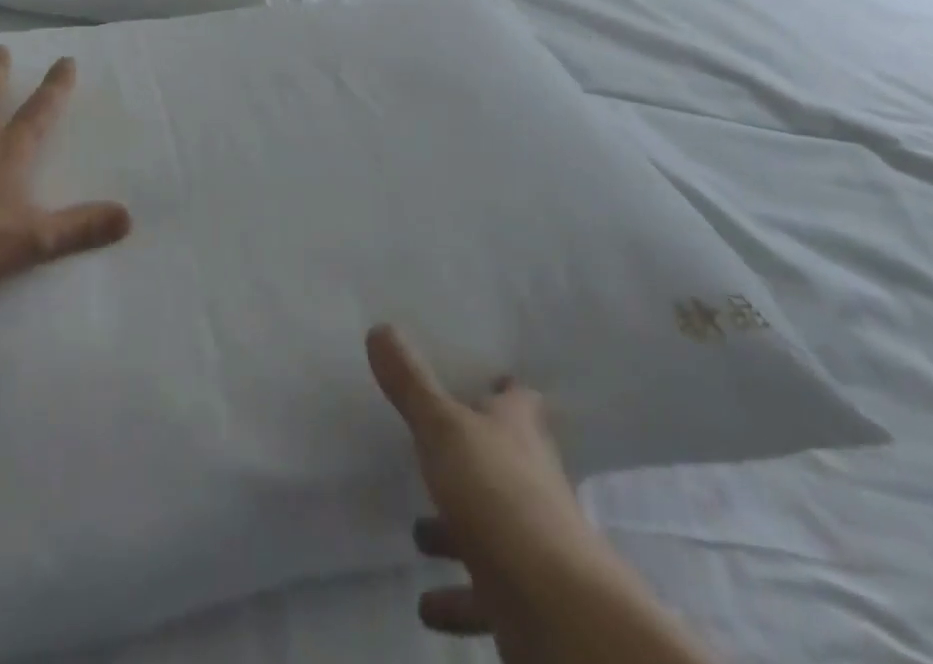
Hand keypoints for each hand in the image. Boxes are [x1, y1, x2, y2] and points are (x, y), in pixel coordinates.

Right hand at [367, 325, 601, 658]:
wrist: (552, 604)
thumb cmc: (496, 493)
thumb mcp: (441, 425)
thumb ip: (409, 382)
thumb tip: (380, 327)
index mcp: (518, 431)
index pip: (518, 399)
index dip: (504, 389)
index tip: (485, 380)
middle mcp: (530, 479)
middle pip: (503, 460)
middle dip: (470, 458)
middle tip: (432, 451)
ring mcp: (530, 541)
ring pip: (490, 526)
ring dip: (455, 530)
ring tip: (417, 532)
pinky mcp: (522, 597)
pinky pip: (482, 593)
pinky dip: (455, 597)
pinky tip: (425, 604)